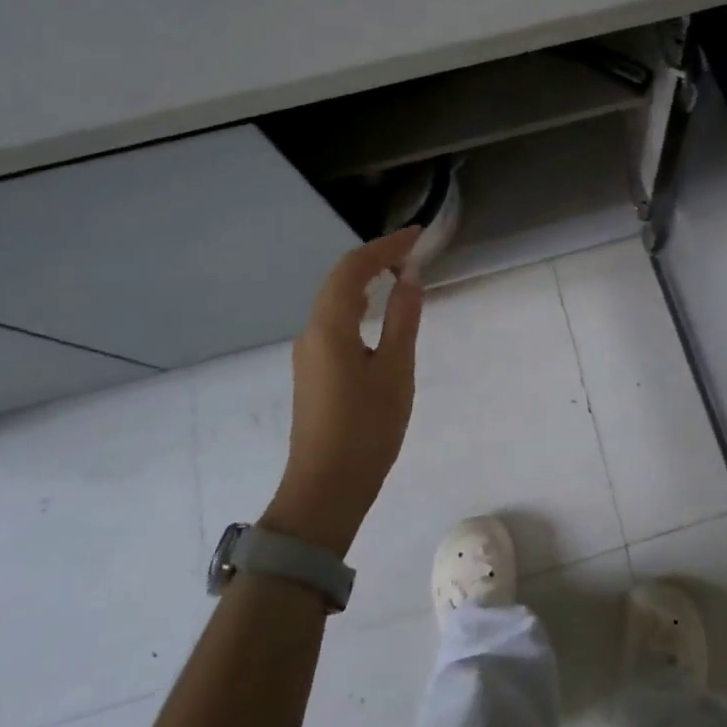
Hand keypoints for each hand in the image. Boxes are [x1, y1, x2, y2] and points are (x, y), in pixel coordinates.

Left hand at [262, 227, 423, 553]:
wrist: (325, 491)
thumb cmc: (366, 428)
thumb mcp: (396, 370)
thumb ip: (404, 319)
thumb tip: (410, 276)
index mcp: (329, 328)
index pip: (353, 269)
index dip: (385, 246)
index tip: (417, 235)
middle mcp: (311, 333)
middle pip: (339, 280)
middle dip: (375, 259)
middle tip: (413, 251)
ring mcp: (309, 354)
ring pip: (335, 301)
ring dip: (366, 281)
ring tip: (401, 274)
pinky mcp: (314, 372)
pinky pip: (335, 322)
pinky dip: (359, 305)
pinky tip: (379, 313)